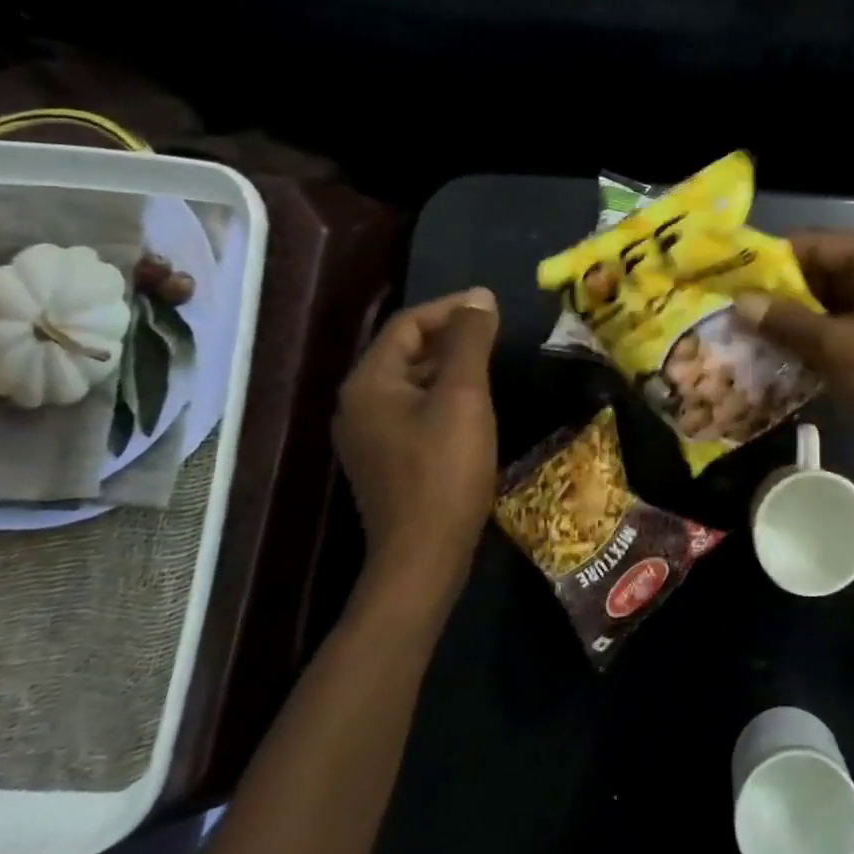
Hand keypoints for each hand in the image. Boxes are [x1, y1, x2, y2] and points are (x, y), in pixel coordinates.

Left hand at [333, 288, 499, 587]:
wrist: (424, 556)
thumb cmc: (444, 470)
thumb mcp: (463, 397)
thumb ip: (469, 342)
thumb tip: (479, 297)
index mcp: (369, 383)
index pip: (407, 325)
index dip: (450, 309)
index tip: (491, 308)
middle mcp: (359, 404)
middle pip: (406, 351)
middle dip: (450, 335)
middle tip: (494, 331)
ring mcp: (370, 435)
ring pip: (412, 381)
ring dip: (449, 365)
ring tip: (490, 361)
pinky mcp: (387, 459)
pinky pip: (414, 408)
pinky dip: (443, 394)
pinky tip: (473, 403)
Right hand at [737, 232, 853, 460]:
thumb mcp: (838, 349)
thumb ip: (786, 321)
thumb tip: (741, 302)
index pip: (818, 245)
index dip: (772, 262)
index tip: (730, 279)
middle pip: (826, 272)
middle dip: (782, 294)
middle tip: (734, 311)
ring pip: (835, 303)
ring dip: (798, 320)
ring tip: (749, 334)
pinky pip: (850, 327)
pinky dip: (819, 339)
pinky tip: (783, 354)